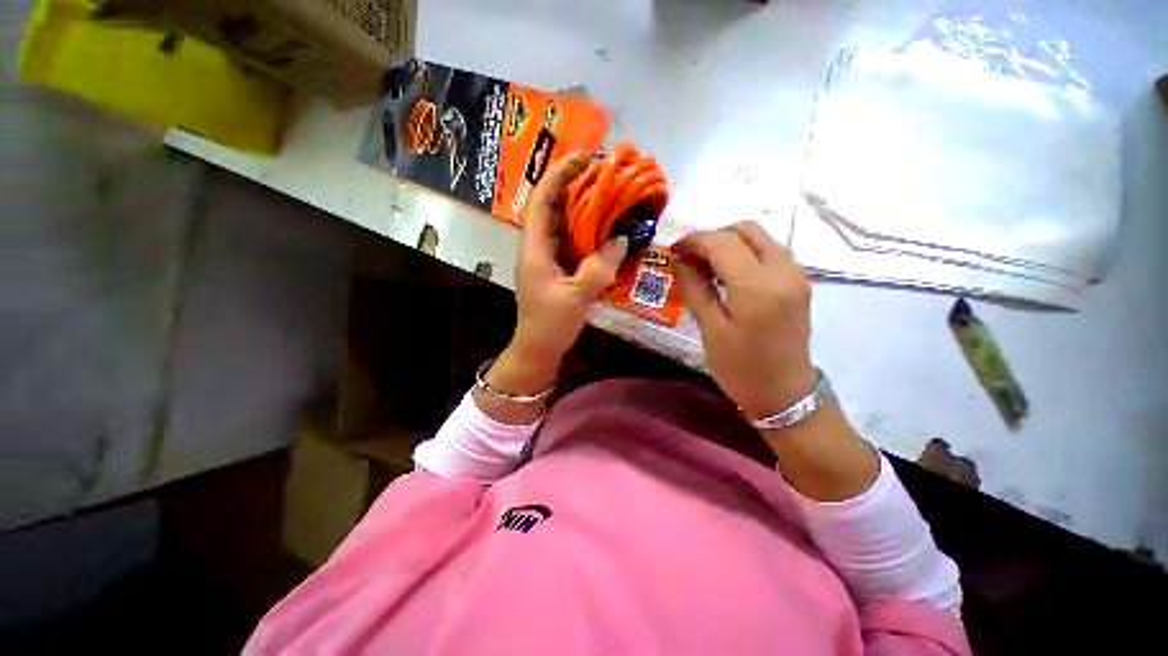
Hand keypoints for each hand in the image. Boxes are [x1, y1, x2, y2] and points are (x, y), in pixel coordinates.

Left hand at [510, 151, 629, 363]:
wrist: (538, 349)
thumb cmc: (549, 324)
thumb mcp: (575, 297)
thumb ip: (598, 268)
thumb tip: (621, 240)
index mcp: (534, 249)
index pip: (542, 201)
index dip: (559, 175)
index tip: (583, 158)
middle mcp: (539, 248)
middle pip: (553, 208)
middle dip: (575, 187)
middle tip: (603, 175)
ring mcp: (548, 259)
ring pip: (565, 226)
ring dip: (584, 211)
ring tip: (608, 197)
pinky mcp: (559, 270)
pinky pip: (573, 244)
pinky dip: (588, 235)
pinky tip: (606, 231)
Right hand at [674, 221, 815, 418]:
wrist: (785, 394)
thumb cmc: (741, 368)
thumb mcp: (711, 330)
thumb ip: (696, 289)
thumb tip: (682, 261)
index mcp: (758, 286)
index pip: (722, 242)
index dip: (694, 241)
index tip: (673, 250)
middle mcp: (783, 270)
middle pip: (745, 230)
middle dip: (712, 237)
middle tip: (689, 258)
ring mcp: (796, 274)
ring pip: (759, 238)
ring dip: (729, 243)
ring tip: (705, 265)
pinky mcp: (798, 282)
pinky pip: (769, 252)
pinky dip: (744, 253)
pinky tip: (727, 274)